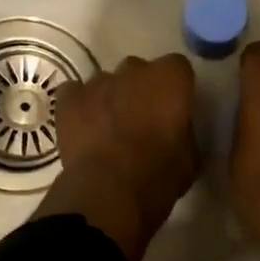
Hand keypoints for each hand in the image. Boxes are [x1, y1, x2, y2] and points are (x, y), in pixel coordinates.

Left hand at [33, 53, 198, 260]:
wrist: (110, 191)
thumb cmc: (158, 176)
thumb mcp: (190, 157)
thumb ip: (184, 131)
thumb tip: (175, 130)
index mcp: (170, 79)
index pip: (178, 69)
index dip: (175, 89)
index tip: (174, 109)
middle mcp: (134, 70)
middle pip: (140, 71)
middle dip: (141, 90)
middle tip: (142, 120)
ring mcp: (98, 82)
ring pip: (107, 82)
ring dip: (111, 99)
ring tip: (109, 129)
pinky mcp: (69, 98)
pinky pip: (76, 93)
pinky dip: (80, 106)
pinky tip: (83, 129)